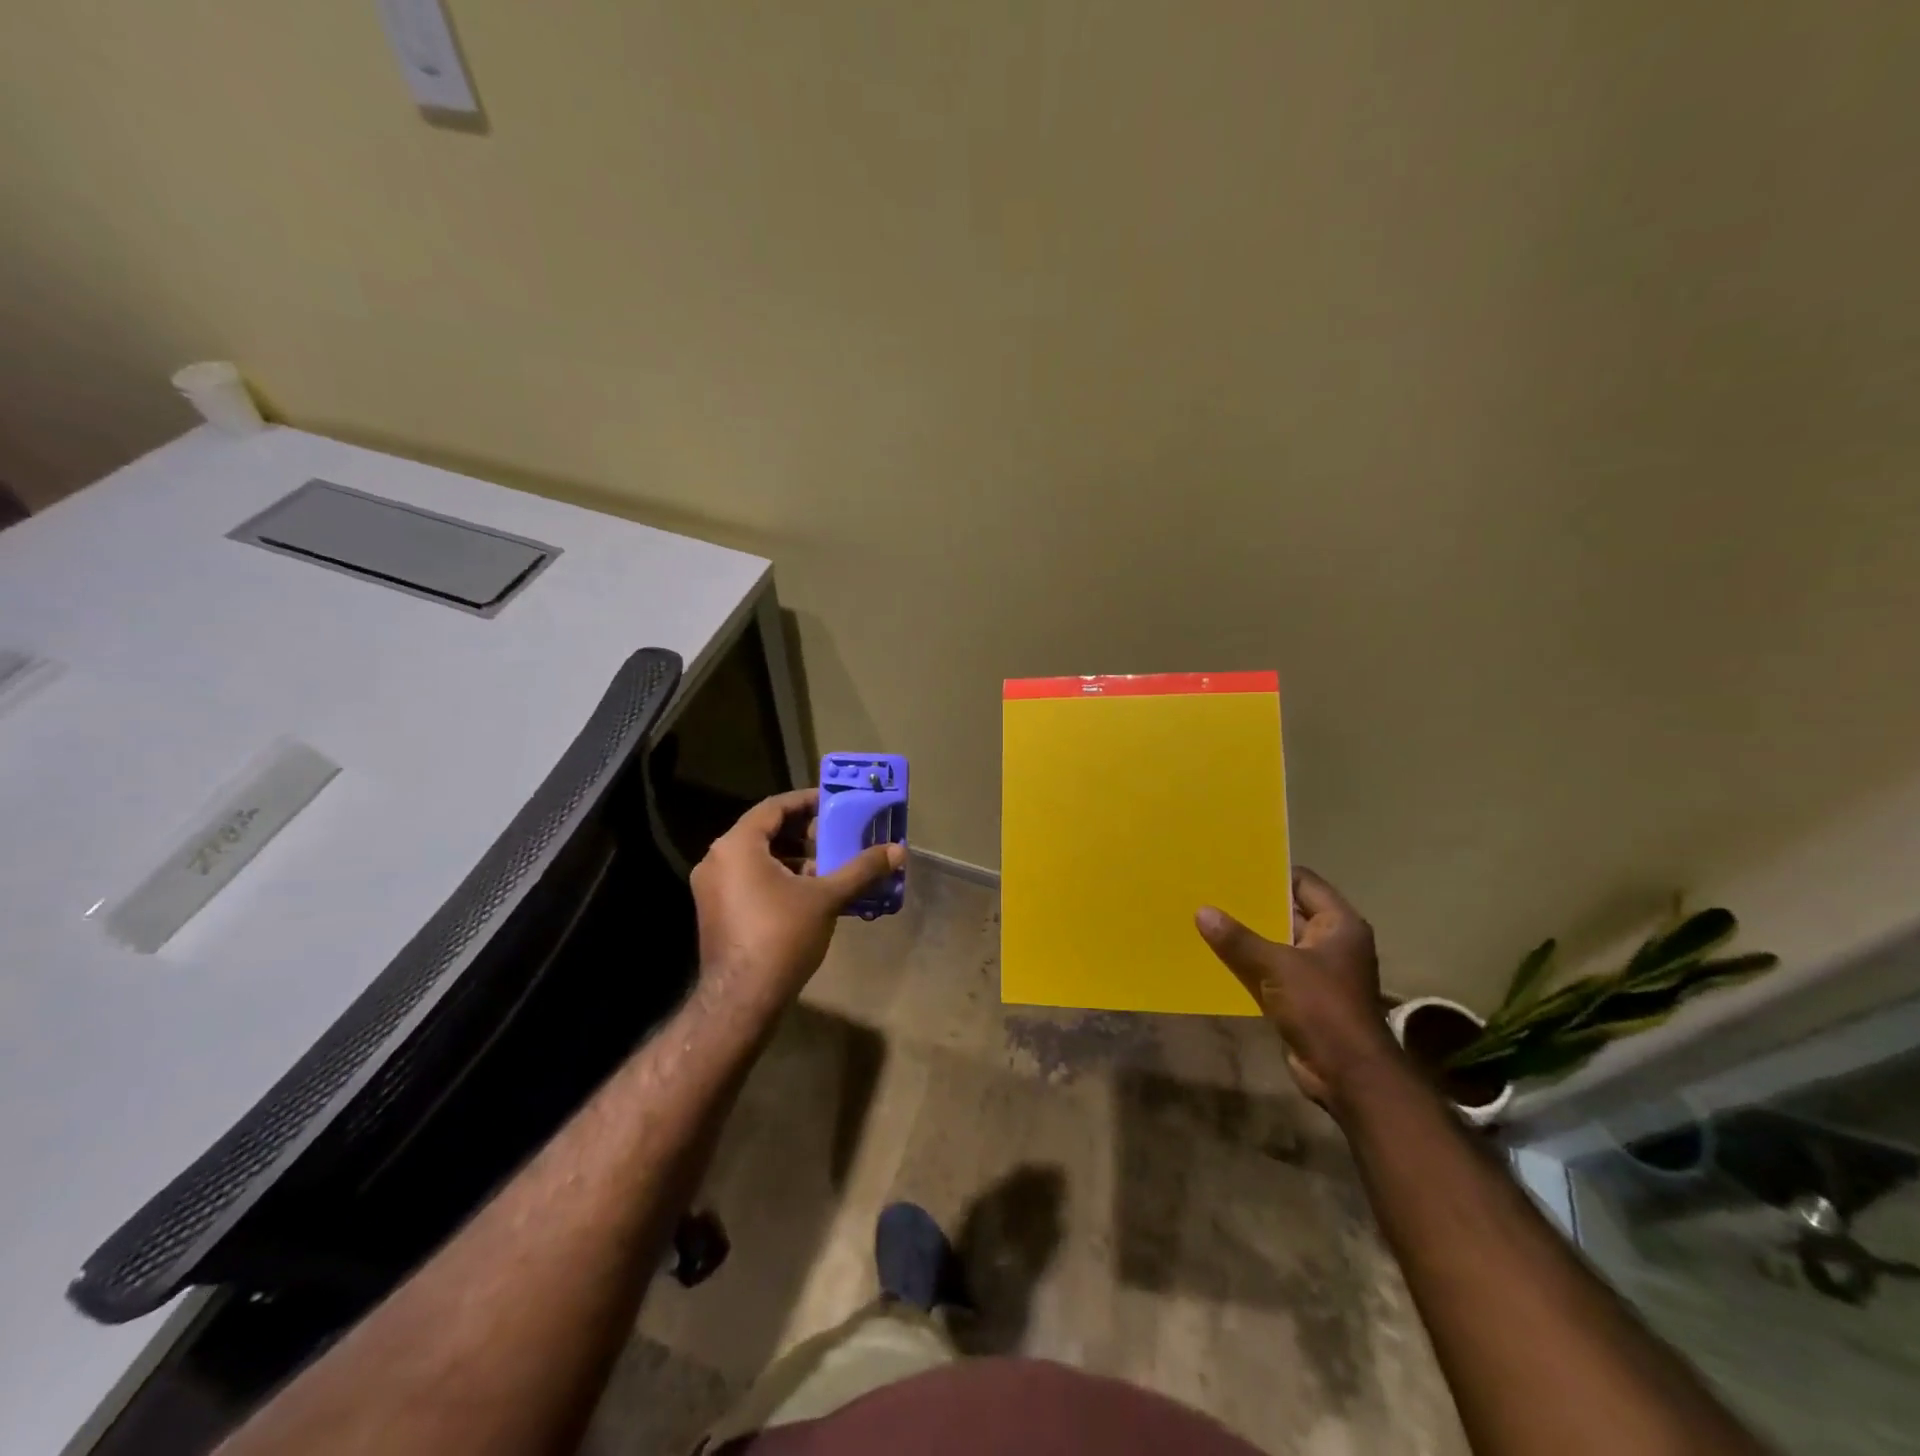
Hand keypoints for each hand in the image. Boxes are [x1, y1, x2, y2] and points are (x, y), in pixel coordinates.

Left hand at [689, 788, 903, 1016]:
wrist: (742, 999)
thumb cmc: (782, 936)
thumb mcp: (827, 898)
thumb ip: (861, 870)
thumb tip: (899, 851)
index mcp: (737, 846)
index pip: (773, 807)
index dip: (806, 802)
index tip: (834, 803)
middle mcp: (717, 860)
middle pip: (764, 831)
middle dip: (803, 832)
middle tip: (836, 834)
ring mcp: (712, 888)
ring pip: (757, 858)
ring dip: (793, 856)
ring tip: (829, 865)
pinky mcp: (716, 911)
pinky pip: (749, 879)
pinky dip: (778, 877)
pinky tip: (809, 893)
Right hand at [1195, 868, 1400, 1111]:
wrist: (1348, 1074)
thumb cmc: (1322, 1008)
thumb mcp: (1276, 967)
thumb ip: (1238, 939)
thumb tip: (1202, 911)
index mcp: (1338, 924)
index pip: (1303, 883)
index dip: (1271, 873)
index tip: (1233, 867)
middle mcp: (1331, 942)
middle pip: (1288, 911)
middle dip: (1253, 905)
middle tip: (1212, 890)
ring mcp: (1319, 971)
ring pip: (1277, 943)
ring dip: (1249, 937)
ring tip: (1207, 918)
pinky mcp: (1305, 997)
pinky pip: (1272, 970)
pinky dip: (1250, 964)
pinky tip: (1219, 956)